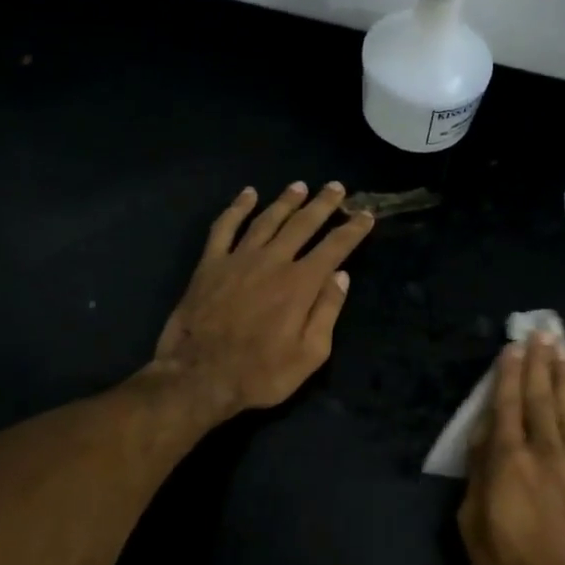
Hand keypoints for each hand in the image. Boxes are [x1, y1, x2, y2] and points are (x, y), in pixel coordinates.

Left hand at [152, 182, 374, 420]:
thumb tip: (341, 276)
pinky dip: (237, 208)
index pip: (334, 247)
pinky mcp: (210, 264)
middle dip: (323, 204)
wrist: (198, 377)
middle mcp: (272, 261)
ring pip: (267, 219)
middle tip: (336, 187)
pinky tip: (248, 194)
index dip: (352, 230)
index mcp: (300, 284)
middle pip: (302, 224)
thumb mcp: (309, 355)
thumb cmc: (260, 374)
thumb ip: (327, 312)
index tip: (366, 215)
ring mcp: (238, 259)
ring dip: (286, 201)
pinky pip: (224, 227)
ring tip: (300, 186)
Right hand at [457, 334, 564, 564]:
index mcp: (508, 461)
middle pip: (539, 396)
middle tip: (541, 330)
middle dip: (539, 361)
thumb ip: (478, 477)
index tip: (513, 345)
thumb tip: (484, 436)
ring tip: (564, 344)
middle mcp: (544, 450)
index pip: (506, 405)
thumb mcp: (473, 528)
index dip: (508, 373)